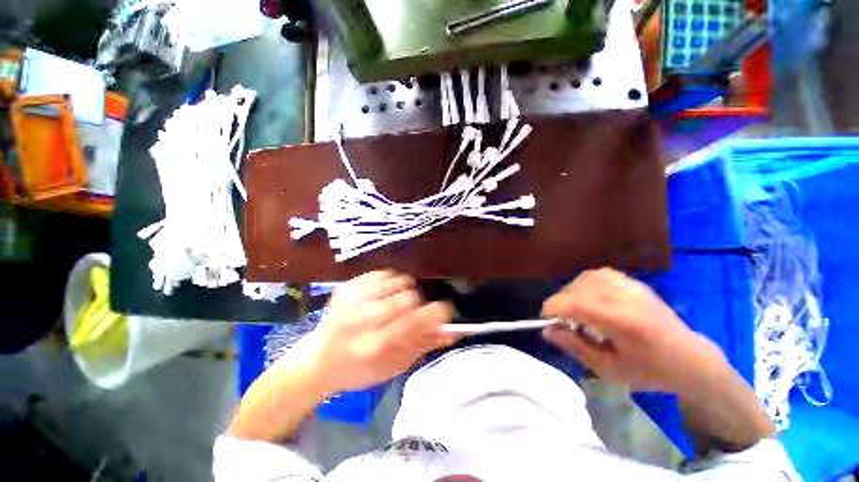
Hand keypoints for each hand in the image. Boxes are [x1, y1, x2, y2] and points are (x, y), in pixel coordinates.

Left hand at [290, 271, 456, 394]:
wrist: (318, 361)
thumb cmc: (360, 370)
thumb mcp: (394, 367)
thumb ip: (424, 345)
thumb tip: (451, 331)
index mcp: (376, 346)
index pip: (417, 320)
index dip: (437, 313)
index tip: (444, 311)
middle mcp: (363, 320)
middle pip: (409, 297)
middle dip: (417, 304)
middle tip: (410, 313)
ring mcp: (353, 299)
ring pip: (398, 281)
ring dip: (404, 291)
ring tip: (395, 303)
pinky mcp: (347, 287)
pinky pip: (383, 273)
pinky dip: (390, 282)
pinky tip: (383, 295)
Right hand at [541, 268, 726, 392]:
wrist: (689, 359)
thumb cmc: (650, 371)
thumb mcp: (609, 369)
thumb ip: (575, 347)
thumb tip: (547, 330)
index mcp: (624, 322)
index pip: (576, 304)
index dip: (553, 308)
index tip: (545, 320)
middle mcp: (626, 297)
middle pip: (578, 289)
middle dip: (561, 303)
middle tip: (562, 321)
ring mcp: (631, 286)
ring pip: (586, 278)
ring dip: (572, 292)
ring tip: (575, 310)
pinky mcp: (633, 282)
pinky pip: (599, 275)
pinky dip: (586, 284)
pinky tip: (589, 298)